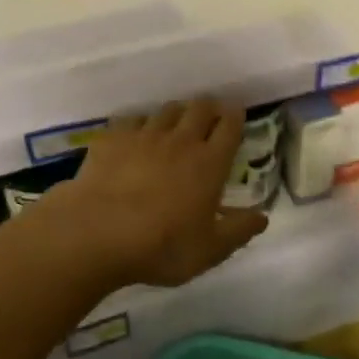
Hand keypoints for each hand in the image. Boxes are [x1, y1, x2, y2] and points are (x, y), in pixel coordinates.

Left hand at [44, 99, 267, 288]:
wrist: (95, 234)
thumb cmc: (161, 246)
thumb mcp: (209, 250)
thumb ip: (238, 231)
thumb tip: (262, 217)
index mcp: (209, 163)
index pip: (229, 127)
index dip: (236, 117)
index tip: (237, 114)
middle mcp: (180, 141)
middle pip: (200, 108)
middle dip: (209, 108)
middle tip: (210, 116)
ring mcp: (143, 136)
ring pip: (167, 110)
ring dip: (177, 113)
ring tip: (176, 124)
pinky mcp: (111, 139)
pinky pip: (131, 119)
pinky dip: (140, 123)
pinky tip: (136, 135)